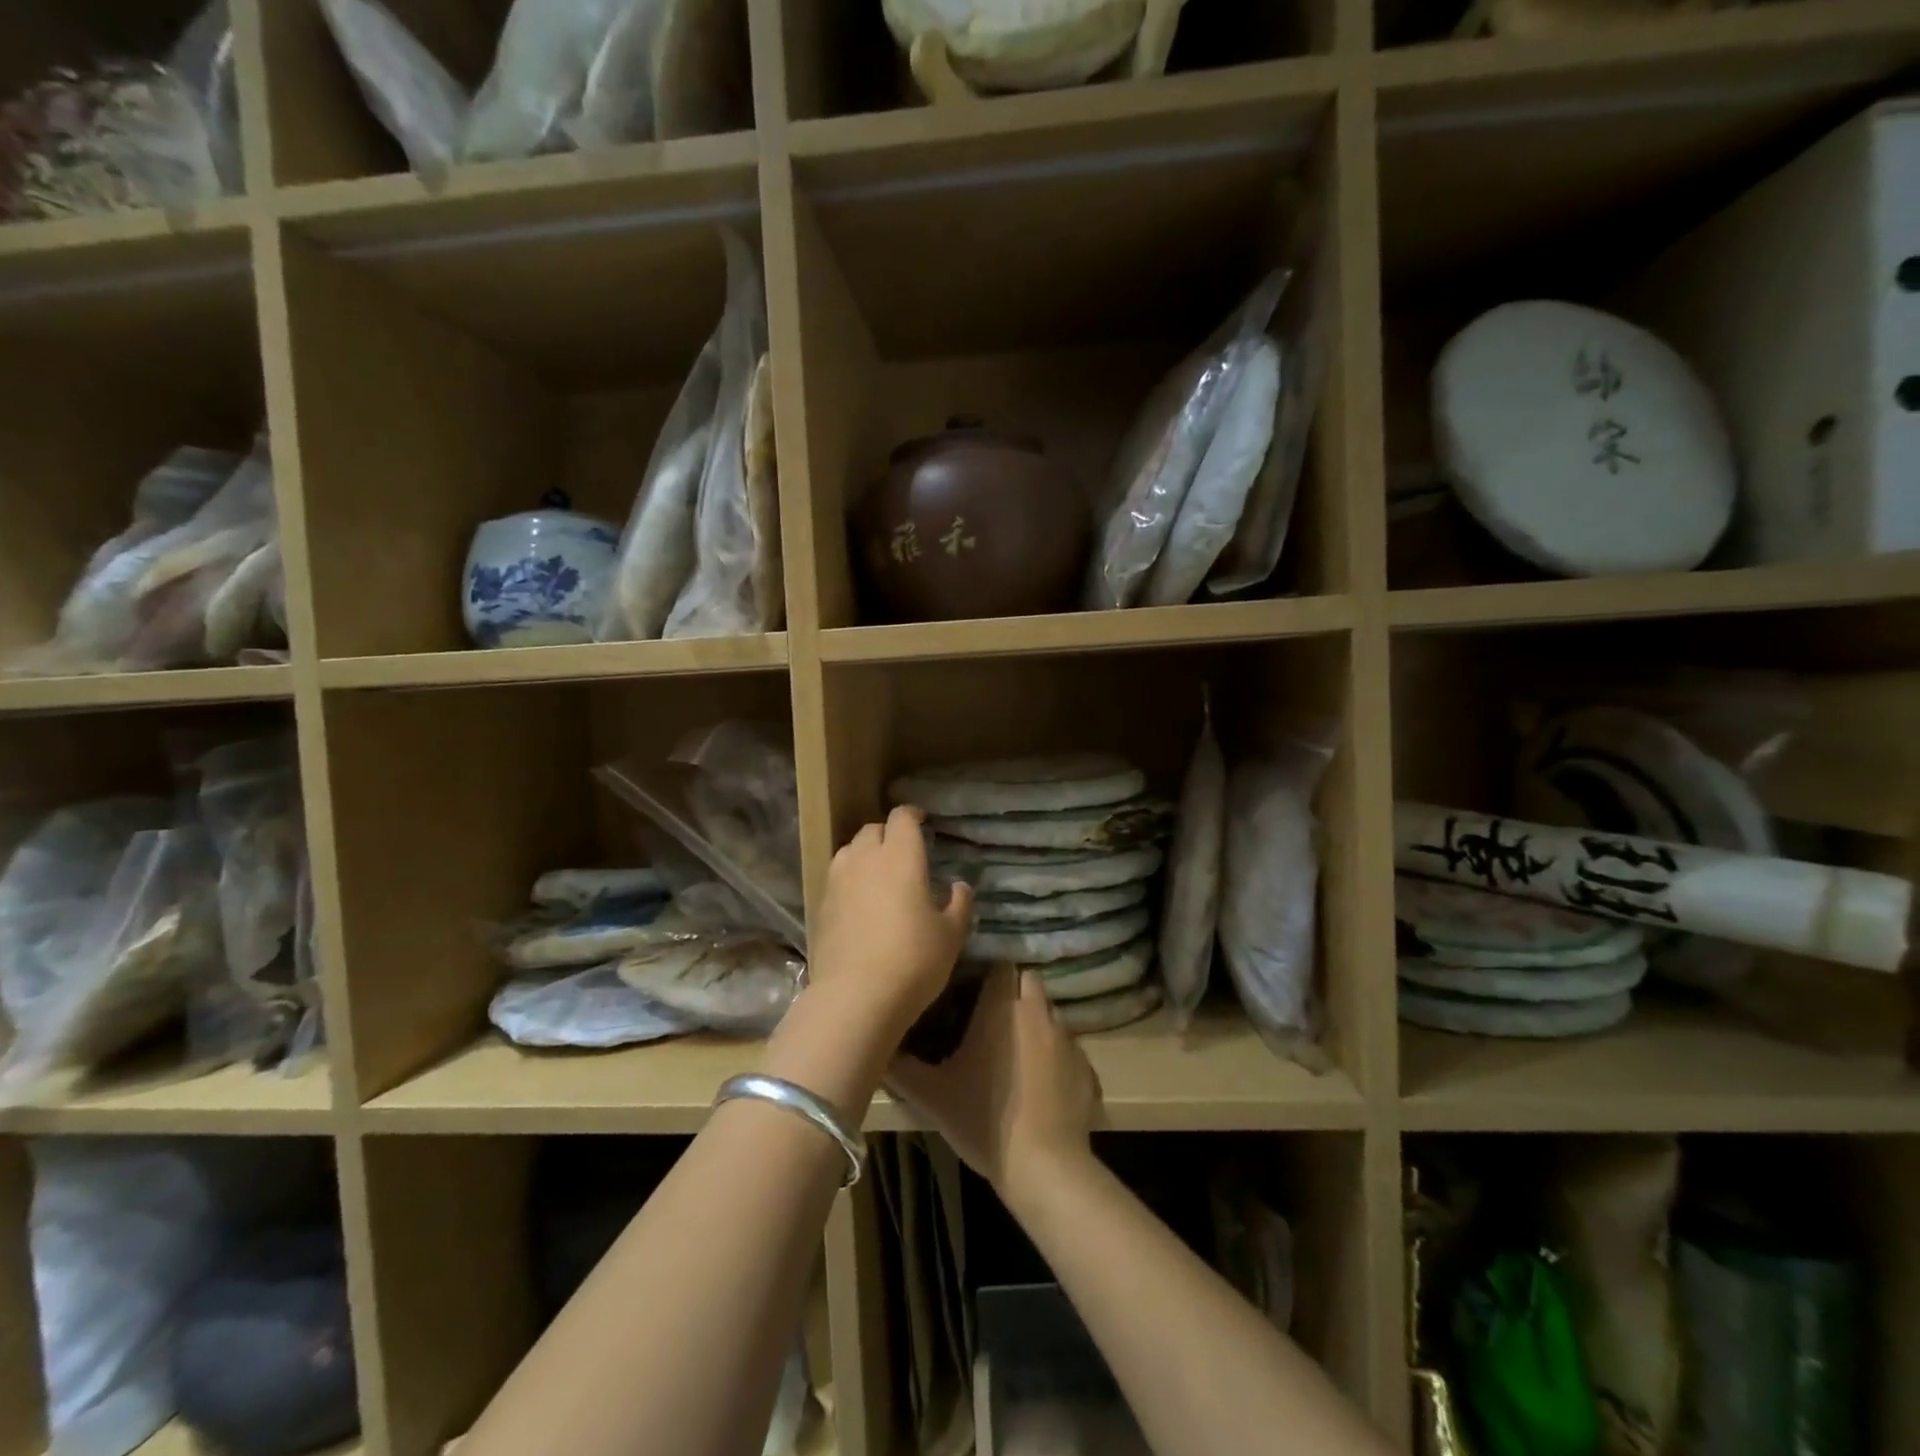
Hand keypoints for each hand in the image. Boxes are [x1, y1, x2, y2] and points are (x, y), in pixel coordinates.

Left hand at [809, 805, 973, 1042]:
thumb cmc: (913, 961)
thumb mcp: (950, 935)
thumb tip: (960, 886)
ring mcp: (838, 880)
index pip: (902, 818)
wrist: (855, 997)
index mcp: (901, 857)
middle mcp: (866, 859)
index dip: (912, 815)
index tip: (922, 822)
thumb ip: (959, 904)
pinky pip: (837, 877)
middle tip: (903, 851)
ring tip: (878, 872)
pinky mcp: (821, 904)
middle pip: (872, 829)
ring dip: (865, 852)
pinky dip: (850, 878)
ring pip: (850, 850)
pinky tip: (860, 900)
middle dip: (888, 833)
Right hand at [889, 968, 1100, 1206]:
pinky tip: (1041, 1083)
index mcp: (1002, 1006)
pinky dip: (1056, 1056)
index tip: (972, 988)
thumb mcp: (930, 1096)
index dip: (988, 972)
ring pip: (1050, 1012)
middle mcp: (1038, 1011)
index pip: (1001, 964)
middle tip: (991, 1019)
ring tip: (1016, 1051)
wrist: (1044, 1167)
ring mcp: (1068, 1038)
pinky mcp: (1087, 1067)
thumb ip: (901, 1067)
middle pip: (1029, 981)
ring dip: (1035, 1022)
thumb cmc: (983, 1120)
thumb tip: (878, 1047)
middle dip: (1013, 991)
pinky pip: (1069, 1048)